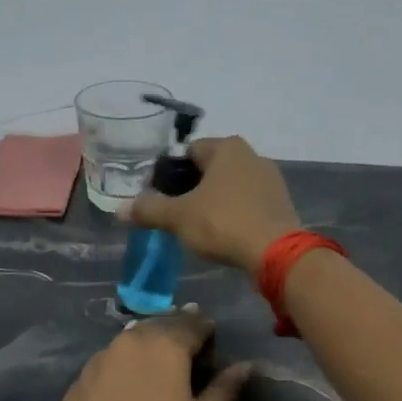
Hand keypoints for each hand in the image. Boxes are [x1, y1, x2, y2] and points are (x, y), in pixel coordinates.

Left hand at [39, 310, 252, 400]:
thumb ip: (224, 389)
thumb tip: (246, 366)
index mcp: (169, 343)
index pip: (194, 323)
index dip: (206, 328)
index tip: (212, 337)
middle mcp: (136, 338)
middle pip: (162, 323)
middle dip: (177, 329)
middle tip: (187, 342)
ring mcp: (105, 352)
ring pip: (134, 336)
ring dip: (149, 341)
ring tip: (157, 357)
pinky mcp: (84, 371)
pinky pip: (113, 355)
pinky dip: (125, 359)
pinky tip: (126, 377)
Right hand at [120, 137, 301, 272]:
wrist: (275, 252)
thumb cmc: (223, 223)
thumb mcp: (178, 217)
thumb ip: (149, 210)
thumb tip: (119, 210)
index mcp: (227, 148)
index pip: (189, 151)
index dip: (171, 172)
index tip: (160, 196)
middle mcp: (252, 155)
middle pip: (211, 168)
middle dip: (193, 188)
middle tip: (177, 213)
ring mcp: (271, 179)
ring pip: (231, 186)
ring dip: (215, 201)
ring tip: (200, 227)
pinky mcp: (281, 203)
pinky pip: (249, 203)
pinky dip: (235, 213)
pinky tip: (226, 234)